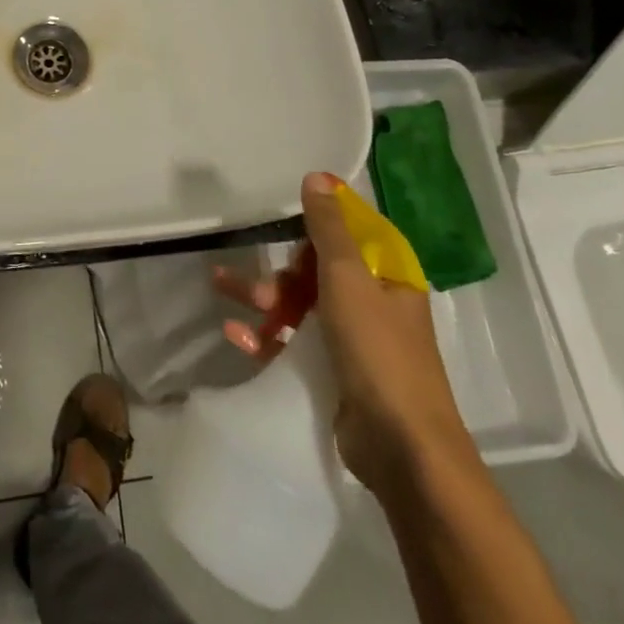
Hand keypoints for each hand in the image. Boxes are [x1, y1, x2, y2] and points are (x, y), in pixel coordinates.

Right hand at [217, 172, 478, 495]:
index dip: (318, 220)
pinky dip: (265, 336)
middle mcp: (373, 303)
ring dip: (262, 297)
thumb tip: (318, 176)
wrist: (401, 447)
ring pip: (300, 305)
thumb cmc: (378, 351)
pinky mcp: (333, 373)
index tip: (283, 213)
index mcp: (387, 276)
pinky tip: (236, 336)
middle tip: (249, 276)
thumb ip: (329, 228)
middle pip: (317, 270)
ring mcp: (353, 341)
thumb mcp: (348, 279)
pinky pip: (293, 342)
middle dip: (279, 269)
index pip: (351, 233)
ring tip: (222, 291)